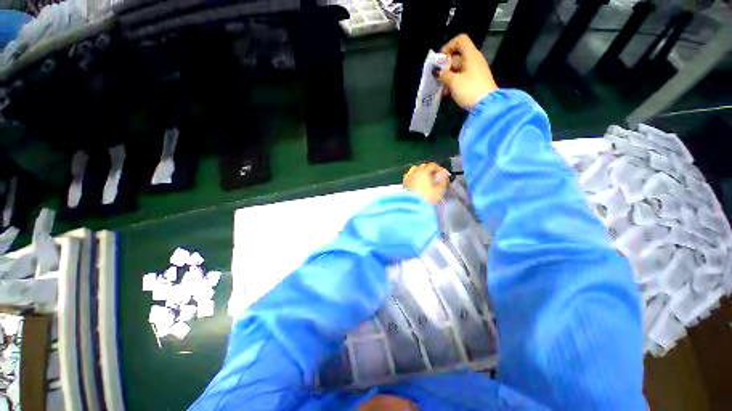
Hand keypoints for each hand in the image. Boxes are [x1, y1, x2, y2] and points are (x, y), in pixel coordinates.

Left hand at [403, 163, 449, 204]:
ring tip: (425, 180)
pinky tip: (416, 184)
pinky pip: (409, 177)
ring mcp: (407, 179)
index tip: (444, 174)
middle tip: (435, 177)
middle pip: (422, 167)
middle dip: (429, 170)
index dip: (439, 169)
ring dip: (420, 173)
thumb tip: (443, 173)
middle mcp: (414, 173)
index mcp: (423, 172)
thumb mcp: (440, 190)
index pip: (432, 165)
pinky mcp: (403, 185)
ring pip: (414, 171)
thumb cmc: (427, 199)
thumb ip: (443, 180)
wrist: (412, 209)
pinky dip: (413, 178)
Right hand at [438, 34, 497, 110]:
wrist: (486, 105)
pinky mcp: (474, 82)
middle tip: (437, 78)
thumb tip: (437, 72)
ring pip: (457, 69)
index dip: (449, 46)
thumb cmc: (470, 89)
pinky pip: (461, 78)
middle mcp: (473, 60)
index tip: (440, 59)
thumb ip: (444, 75)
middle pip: (457, 57)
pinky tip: (448, 93)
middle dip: (445, 67)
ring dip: (448, 77)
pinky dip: (453, 83)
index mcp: (471, 55)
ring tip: (441, 89)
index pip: (460, 40)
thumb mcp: (454, 82)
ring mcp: (474, 72)